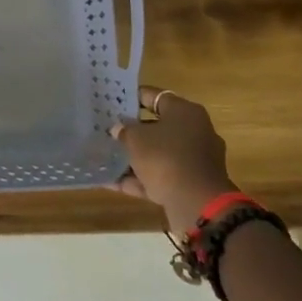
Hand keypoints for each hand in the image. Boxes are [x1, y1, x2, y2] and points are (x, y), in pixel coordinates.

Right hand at [113, 86, 236, 230]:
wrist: (197, 204)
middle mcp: (194, 132)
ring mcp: (193, 161)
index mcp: (185, 113)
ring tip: (104, 156)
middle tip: (107, 129)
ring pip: (158, 154)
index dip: (131, 97)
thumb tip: (119, 129)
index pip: (154, 96)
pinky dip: (138, 179)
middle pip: (157, 127)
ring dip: (133, 157)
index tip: (111, 101)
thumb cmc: (165, 157)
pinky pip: (159, 176)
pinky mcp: (190, 185)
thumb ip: (124, 130)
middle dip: (132, 130)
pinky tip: (110, 181)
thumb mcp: (135, 138)